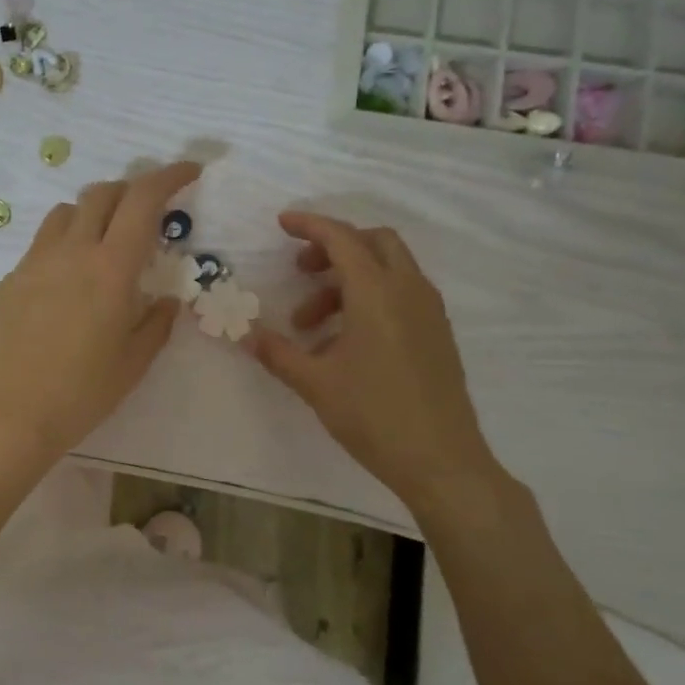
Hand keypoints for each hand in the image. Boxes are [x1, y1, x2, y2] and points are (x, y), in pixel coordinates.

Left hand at [0, 161, 201, 457]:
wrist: (12, 414)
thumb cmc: (83, 392)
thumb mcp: (134, 362)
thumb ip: (156, 323)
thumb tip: (165, 300)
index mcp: (111, 268)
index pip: (143, 200)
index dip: (169, 176)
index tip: (189, 172)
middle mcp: (72, 252)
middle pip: (102, 193)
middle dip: (131, 190)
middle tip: (147, 212)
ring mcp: (35, 262)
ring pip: (66, 212)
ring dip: (93, 212)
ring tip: (105, 240)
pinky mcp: (11, 279)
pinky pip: (42, 244)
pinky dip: (65, 243)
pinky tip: (69, 280)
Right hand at [248, 211, 499, 511]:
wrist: (441, 460)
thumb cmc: (373, 415)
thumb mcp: (315, 383)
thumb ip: (277, 352)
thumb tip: (243, 334)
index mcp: (377, 293)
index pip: (342, 239)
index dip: (310, 226)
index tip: (282, 224)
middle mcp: (409, 291)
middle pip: (374, 242)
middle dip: (334, 247)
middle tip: (300, 271)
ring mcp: (429, 311)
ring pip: (389, 269)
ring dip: (347, 280)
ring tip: (310, 324)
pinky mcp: (437, 333)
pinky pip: (401, 294)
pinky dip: (370, 297)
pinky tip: (344, 340)